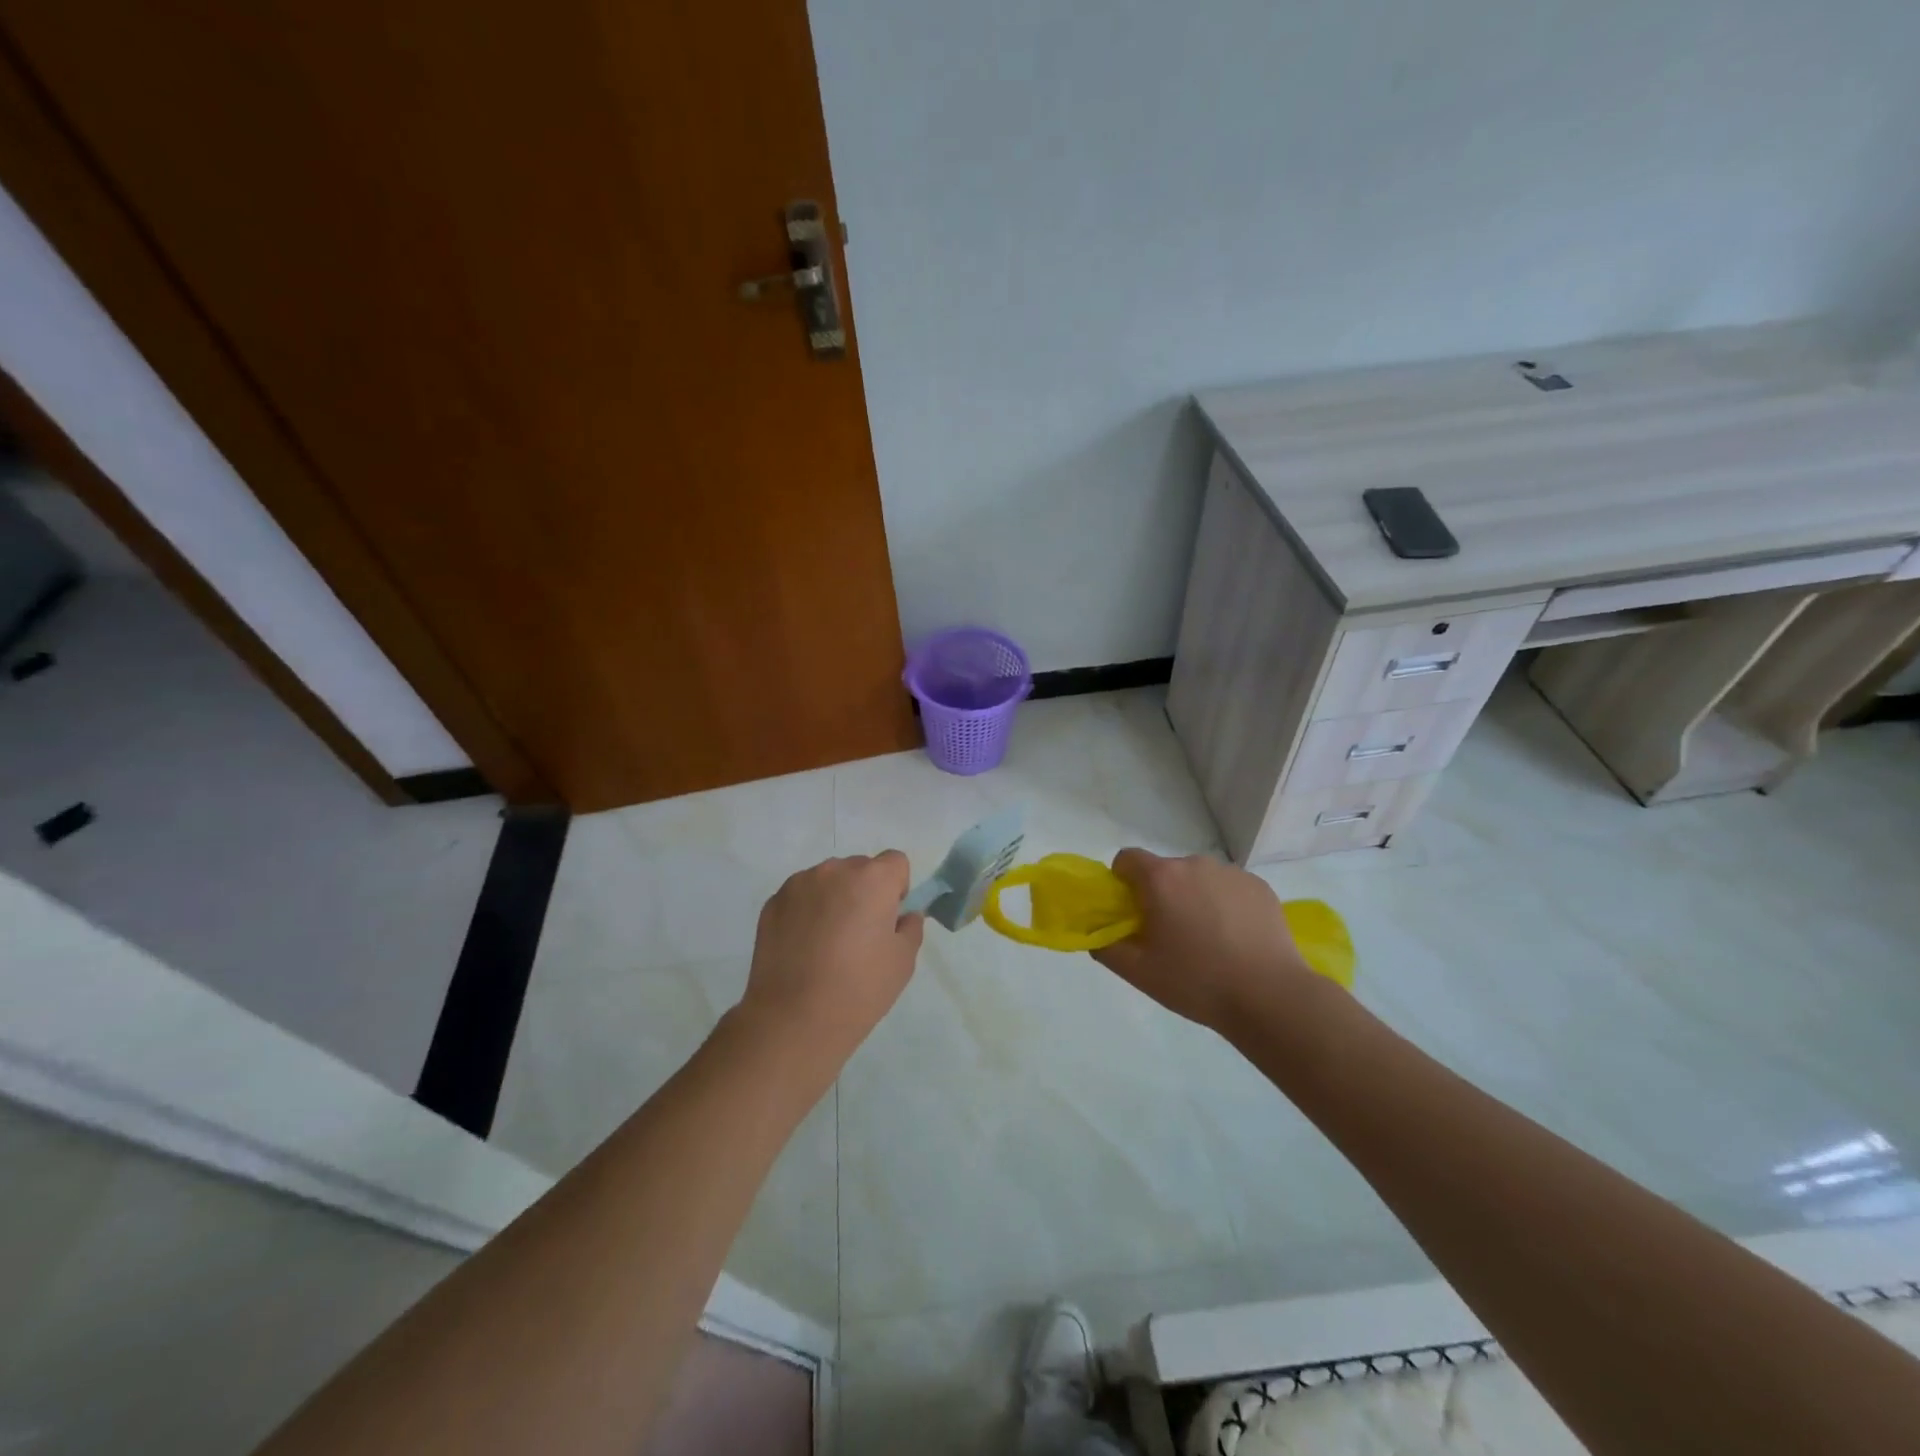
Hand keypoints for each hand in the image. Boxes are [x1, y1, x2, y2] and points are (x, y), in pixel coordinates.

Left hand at [736, 852, 924, 1078]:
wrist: (793, 1019)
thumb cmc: (859, 989)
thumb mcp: (903, 961)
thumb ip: (910, 927)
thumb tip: (903, 915)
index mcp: (872, 879)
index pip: (896, 862)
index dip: (898, 888)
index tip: (889, 920)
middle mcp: (835, 870)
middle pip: (860, 868)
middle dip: (865, 892)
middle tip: (859, 935)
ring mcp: (799, 884)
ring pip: (828, 881)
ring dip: (834, 899)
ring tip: (827, 943)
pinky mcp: (773, 902)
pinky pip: (801, 896)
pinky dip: (807, 912)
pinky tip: (804, 948)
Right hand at [1093, 849, 1314, 1030]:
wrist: (1269, 996)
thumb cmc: (1196, 981)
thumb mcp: (1138, 972)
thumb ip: (1106, 947)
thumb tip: (1097, 934)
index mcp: (1161, 878)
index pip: (1127, 859)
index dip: (1122, 882)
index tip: (1132, 913)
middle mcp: (1195, 864)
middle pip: (1165, 870)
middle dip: (1161, 894)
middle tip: (1170, 936)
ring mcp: (1231, 873)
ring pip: (1198, 879)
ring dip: (1193, 898)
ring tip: (1208, 941)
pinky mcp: (1260, 886)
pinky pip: (1229, 888)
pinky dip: (1224, 904)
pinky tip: (1236, 939)